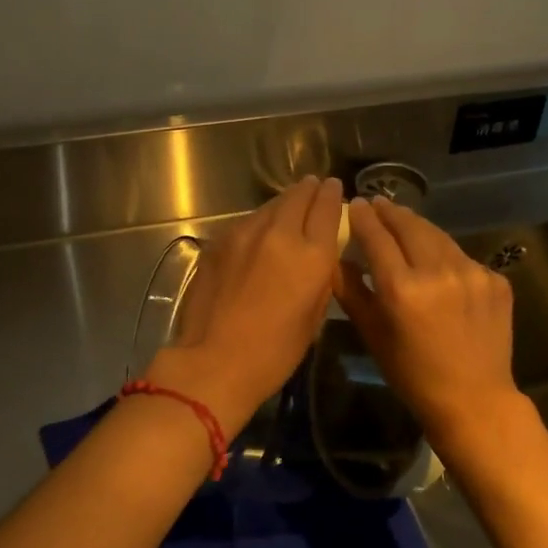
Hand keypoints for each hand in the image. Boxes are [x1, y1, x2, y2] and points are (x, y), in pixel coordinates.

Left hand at [146, 176, 343, 434]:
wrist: (214, 360)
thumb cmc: (274, 352)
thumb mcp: (314, 317)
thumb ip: (320, 277)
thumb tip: (319, 256)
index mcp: (312, 255)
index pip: (327, 208)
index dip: (332, 194)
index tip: (333, 186)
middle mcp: (280, 233)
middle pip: (298, 196)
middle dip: (309, 189)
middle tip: (314, 186)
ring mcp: (244, 233)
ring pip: (270, 205)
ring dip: (283, 202)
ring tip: (289, 204)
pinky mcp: (218, 241)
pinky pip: (245, 222)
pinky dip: (258, 221)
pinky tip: (258, 231)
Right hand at [334, 195, 521, 447]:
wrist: (474, 400)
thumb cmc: (412, 373)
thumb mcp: (372, 334)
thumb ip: (351, 291)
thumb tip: (336, 259)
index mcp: (402, 288)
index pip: (377, 236)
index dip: (365, 217)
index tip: (357, 203)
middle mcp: (438, 271)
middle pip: (410, 226)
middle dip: (392, 212)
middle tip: (380, 203)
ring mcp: (472, 273)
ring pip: (438, 236)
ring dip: (419, 227)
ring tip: (405, 223)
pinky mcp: (495, 280)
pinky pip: (463, 257)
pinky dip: (445, 254)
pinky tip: (438, 263)